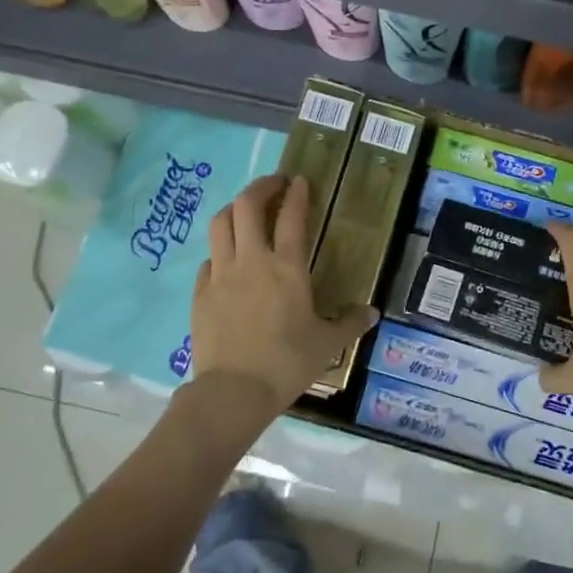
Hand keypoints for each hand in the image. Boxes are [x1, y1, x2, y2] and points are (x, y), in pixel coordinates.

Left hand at [189, 175, 376, 420]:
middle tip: (274, 185)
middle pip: (247, 206)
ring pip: (220, 224)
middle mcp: (252, 260)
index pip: (292, 216)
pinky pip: (208, 258)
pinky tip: (227, 260)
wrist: (234, 391)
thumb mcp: (328, 344)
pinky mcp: (200, 293)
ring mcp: (221, 274)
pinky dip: (220, 250)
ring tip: (246, 211)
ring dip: (234, 209)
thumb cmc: (287, 363)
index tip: (300, 181)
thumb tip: (372, 313)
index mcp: (287, 267)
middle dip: (261, 187)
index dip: (297, 194)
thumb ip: (350, 323)